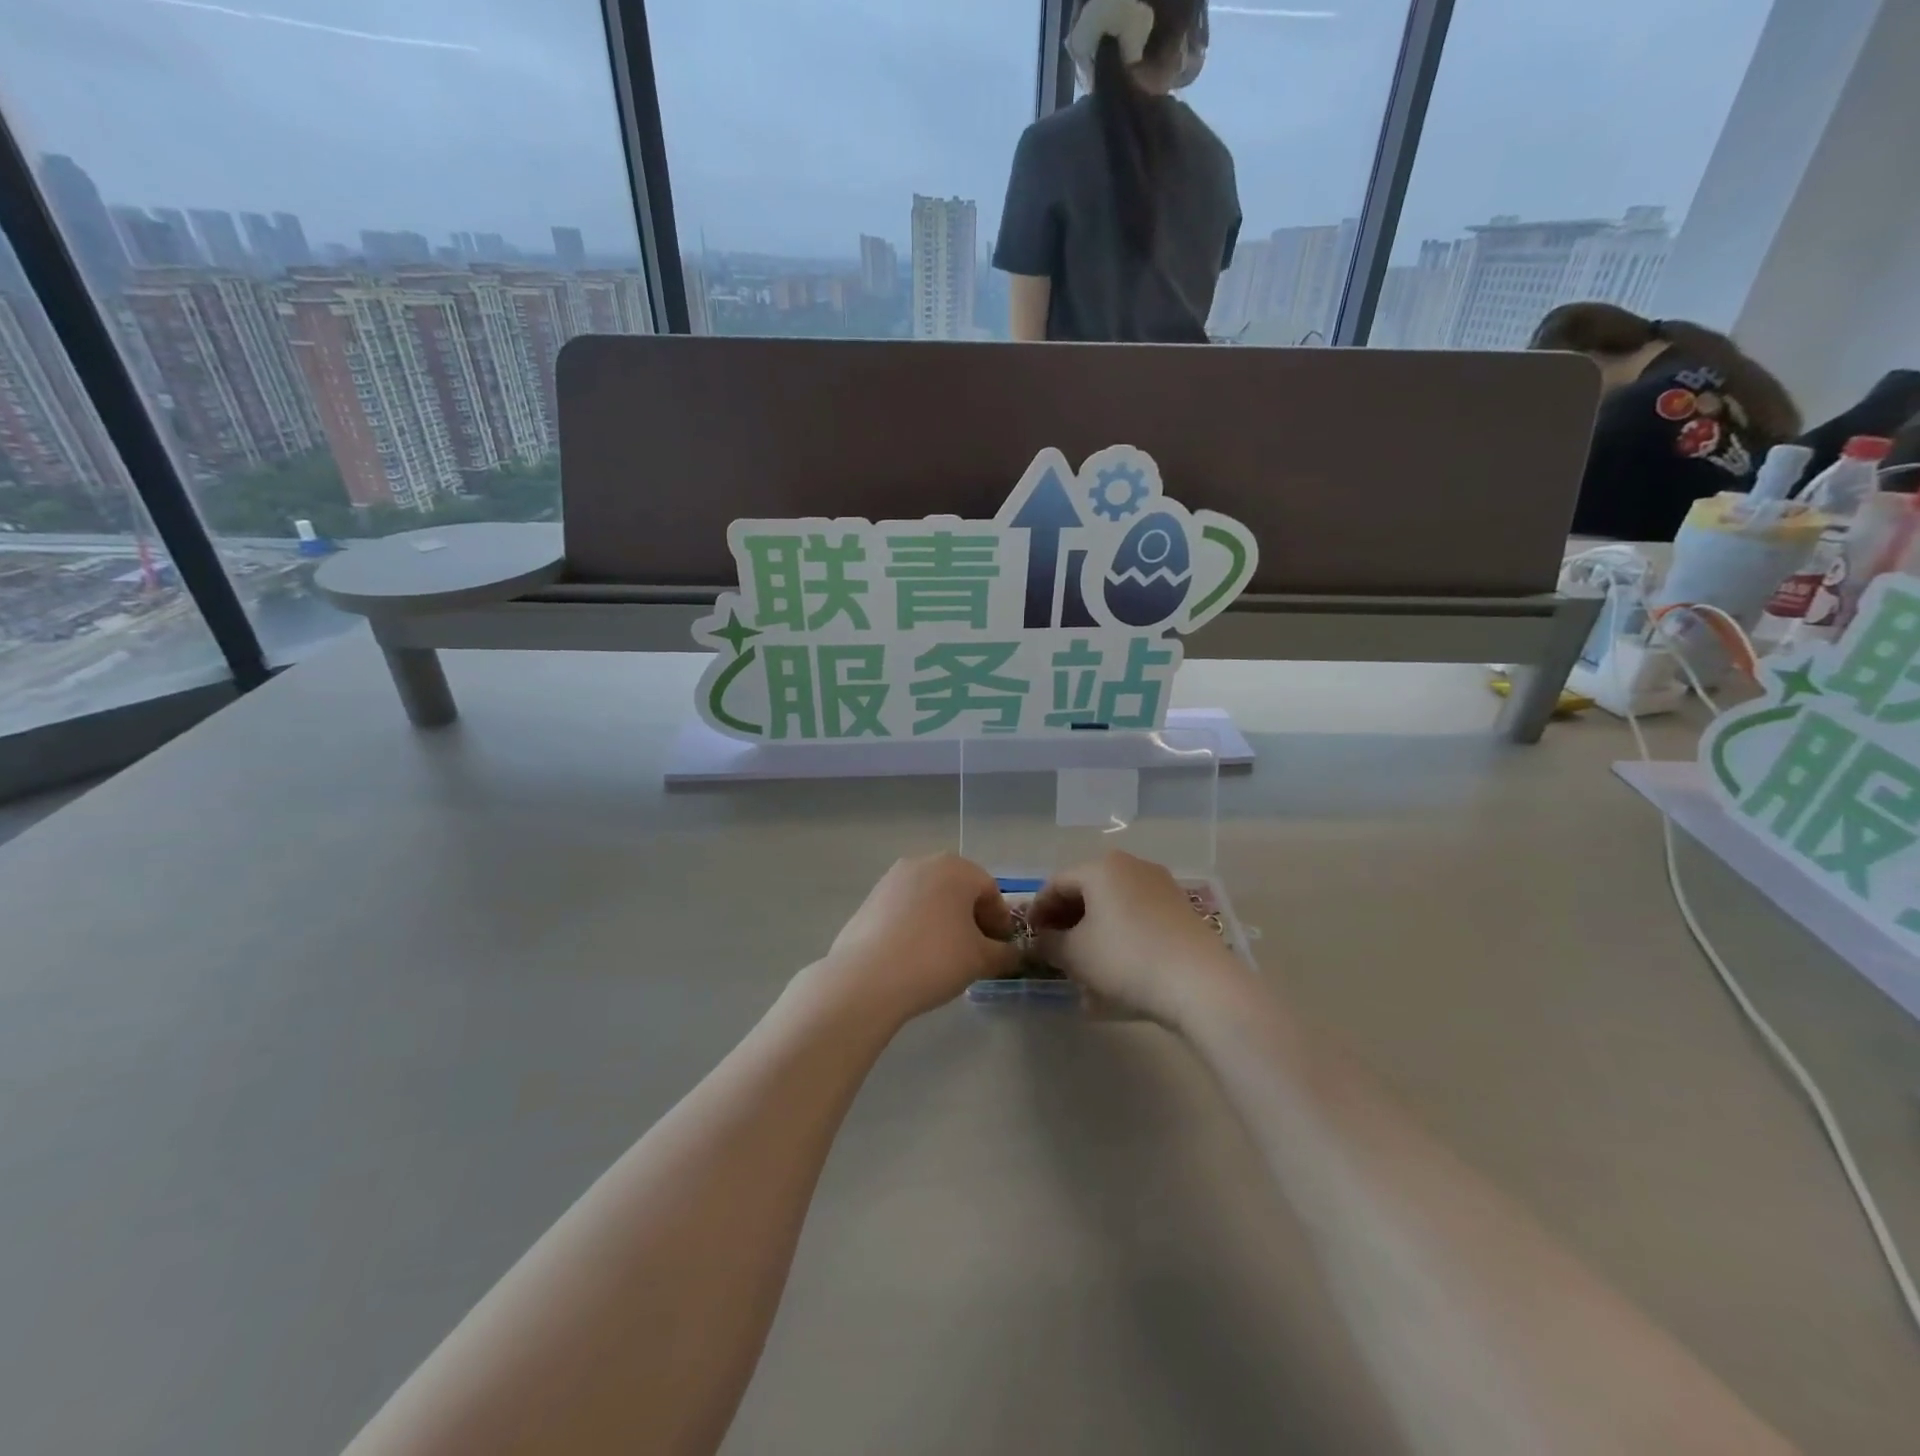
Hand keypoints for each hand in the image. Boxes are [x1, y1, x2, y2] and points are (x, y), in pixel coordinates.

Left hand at [813, 854, 1018, 1023]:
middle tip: (976, 952)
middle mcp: (923, 863)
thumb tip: (1013, 954)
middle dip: (971, 918)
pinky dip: (917, 925)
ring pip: (930, 897)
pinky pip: (905, 908)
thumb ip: (1004, 954)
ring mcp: (892, 879)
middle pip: (959, 889)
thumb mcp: (981, 960)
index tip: (1000, 949)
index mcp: (956, 868)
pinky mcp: (870, 899)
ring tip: (944, 956)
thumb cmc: (935, 959)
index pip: (990, 891)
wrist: (866, 978)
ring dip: (943, 920)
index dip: (1000, 921)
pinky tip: (915, 955)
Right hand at [1030, 851, 1253, 1025]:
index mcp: (1101, 867)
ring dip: (1093, 932)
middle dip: (1066, 921)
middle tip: (1054, 949)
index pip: (1056, 883)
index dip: (1038, 910)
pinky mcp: (1181, 910)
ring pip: (1113, 906)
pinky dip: (1120, 937)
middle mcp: (1132, 866)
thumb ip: (1049, 944)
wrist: (1200, 983)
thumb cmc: (1126, 959)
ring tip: (1083, 965)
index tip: (1029, 937)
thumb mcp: (1075, 955)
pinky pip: (1137, 918)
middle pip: (1087, 891)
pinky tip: (1115, 969)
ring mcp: (1161, 886)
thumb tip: (1040, 940)